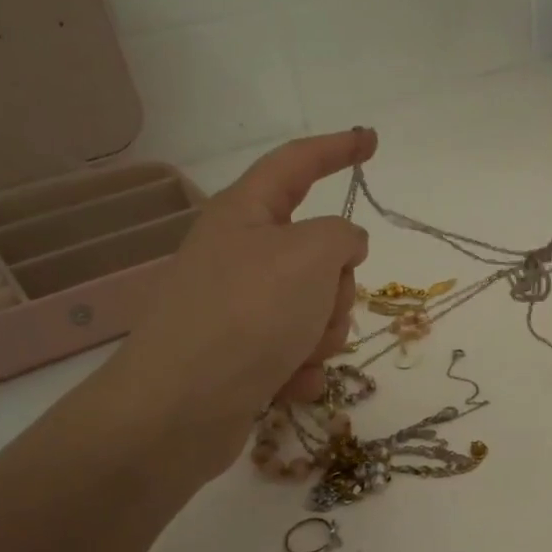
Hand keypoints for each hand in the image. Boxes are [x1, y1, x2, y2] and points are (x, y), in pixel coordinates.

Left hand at [94, 128, 374, 476]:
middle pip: (318, 254)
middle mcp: (239, 256)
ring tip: (296, 355)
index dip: (337, 149)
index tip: (371, 141)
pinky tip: (287, 385)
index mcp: (245, 215)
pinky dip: (301, 368)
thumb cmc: (247, 315)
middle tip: (319, 307)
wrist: (180, 409)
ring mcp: (240, 308)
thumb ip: (342, 237)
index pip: (297, 164)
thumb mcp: (310, 256)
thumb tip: (343, 247)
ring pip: (316, 308)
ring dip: (321, 334)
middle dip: (337, 287)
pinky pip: (297, 351)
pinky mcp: (243, 356)